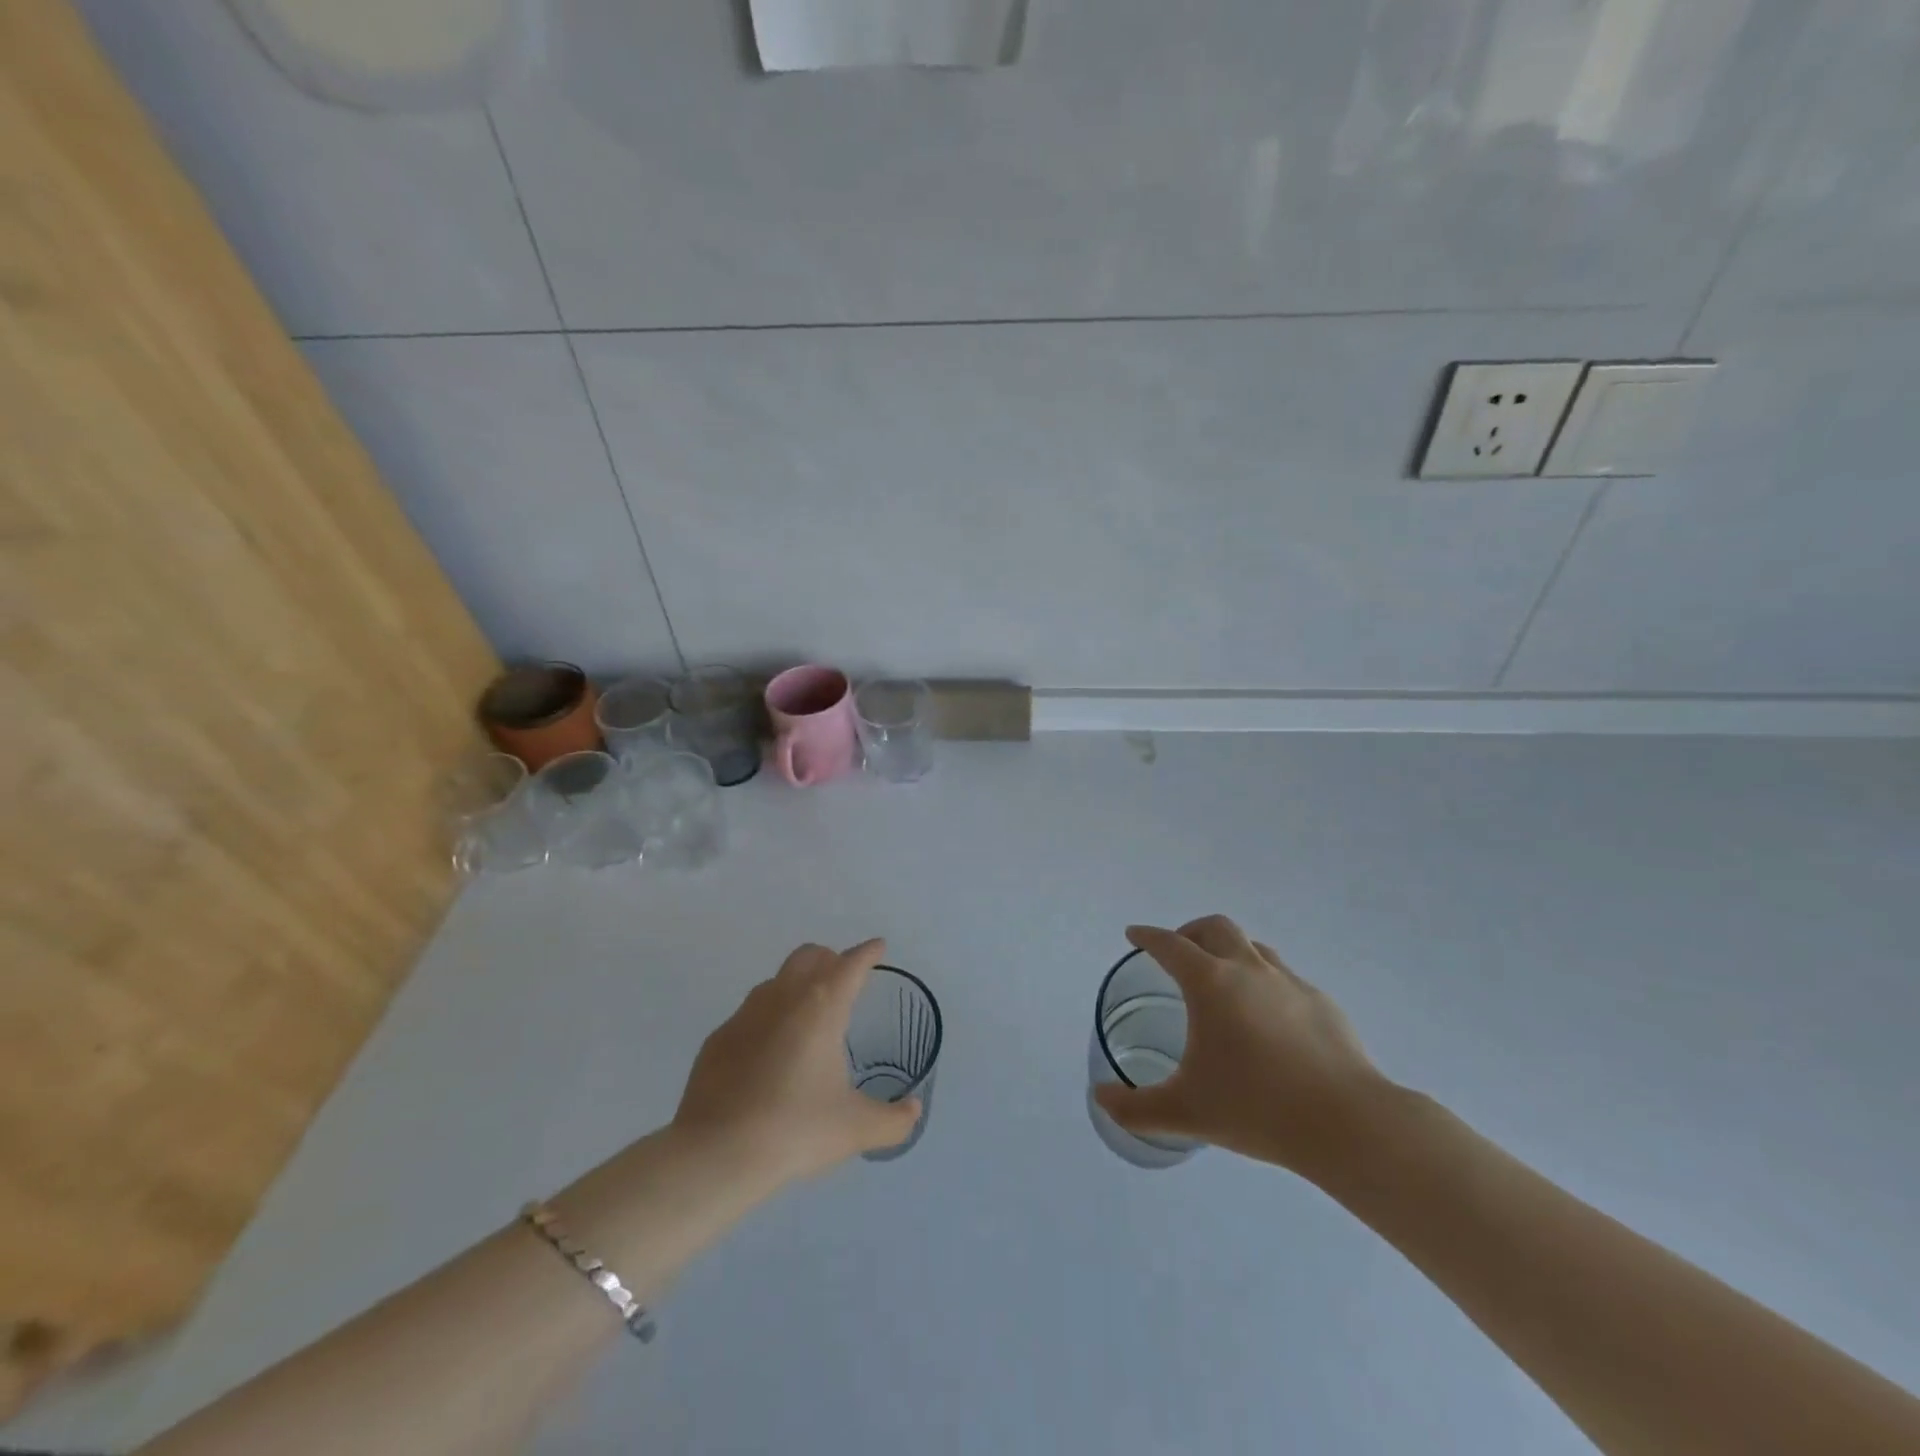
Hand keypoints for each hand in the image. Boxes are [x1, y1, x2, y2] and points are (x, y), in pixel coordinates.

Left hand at [671, 939, 920, 1189]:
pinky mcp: (718, 1040)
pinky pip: (748, 1015)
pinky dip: (766, 1020)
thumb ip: (893, 1120)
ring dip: (795, 986)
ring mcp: (744, 1016)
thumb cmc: (796, 1130)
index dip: (867, 953)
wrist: (717, 1154)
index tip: (878, 947)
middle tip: (842, 977)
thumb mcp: (856, 1129)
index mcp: (822, 1007)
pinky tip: (768, 1053)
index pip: (850, 965)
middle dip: (829, 958)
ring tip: (807, 1015)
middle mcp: (783, 999)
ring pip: (775, 982)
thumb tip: (913, 1110)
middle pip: (808, 957)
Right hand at [1094, 916, 1392, 1178]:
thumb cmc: (1256, 1108)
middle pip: (1215, 928)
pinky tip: (1268, 1021)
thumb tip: (1100, 1097)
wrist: (1347, 1123)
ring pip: (1254, 948)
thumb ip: (1135, 1108)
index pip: (1170, 945)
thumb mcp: (1184, 1112)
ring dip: (1230, 952)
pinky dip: (1265, 984)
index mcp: (1210, 984)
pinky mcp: (1322, 1003)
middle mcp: (1249, 970)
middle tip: (1178, 953)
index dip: (1148, 937)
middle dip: (1190, 932)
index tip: (1134, 935)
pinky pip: (1284, 979)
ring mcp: (1290, 983)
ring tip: (1223, 982)